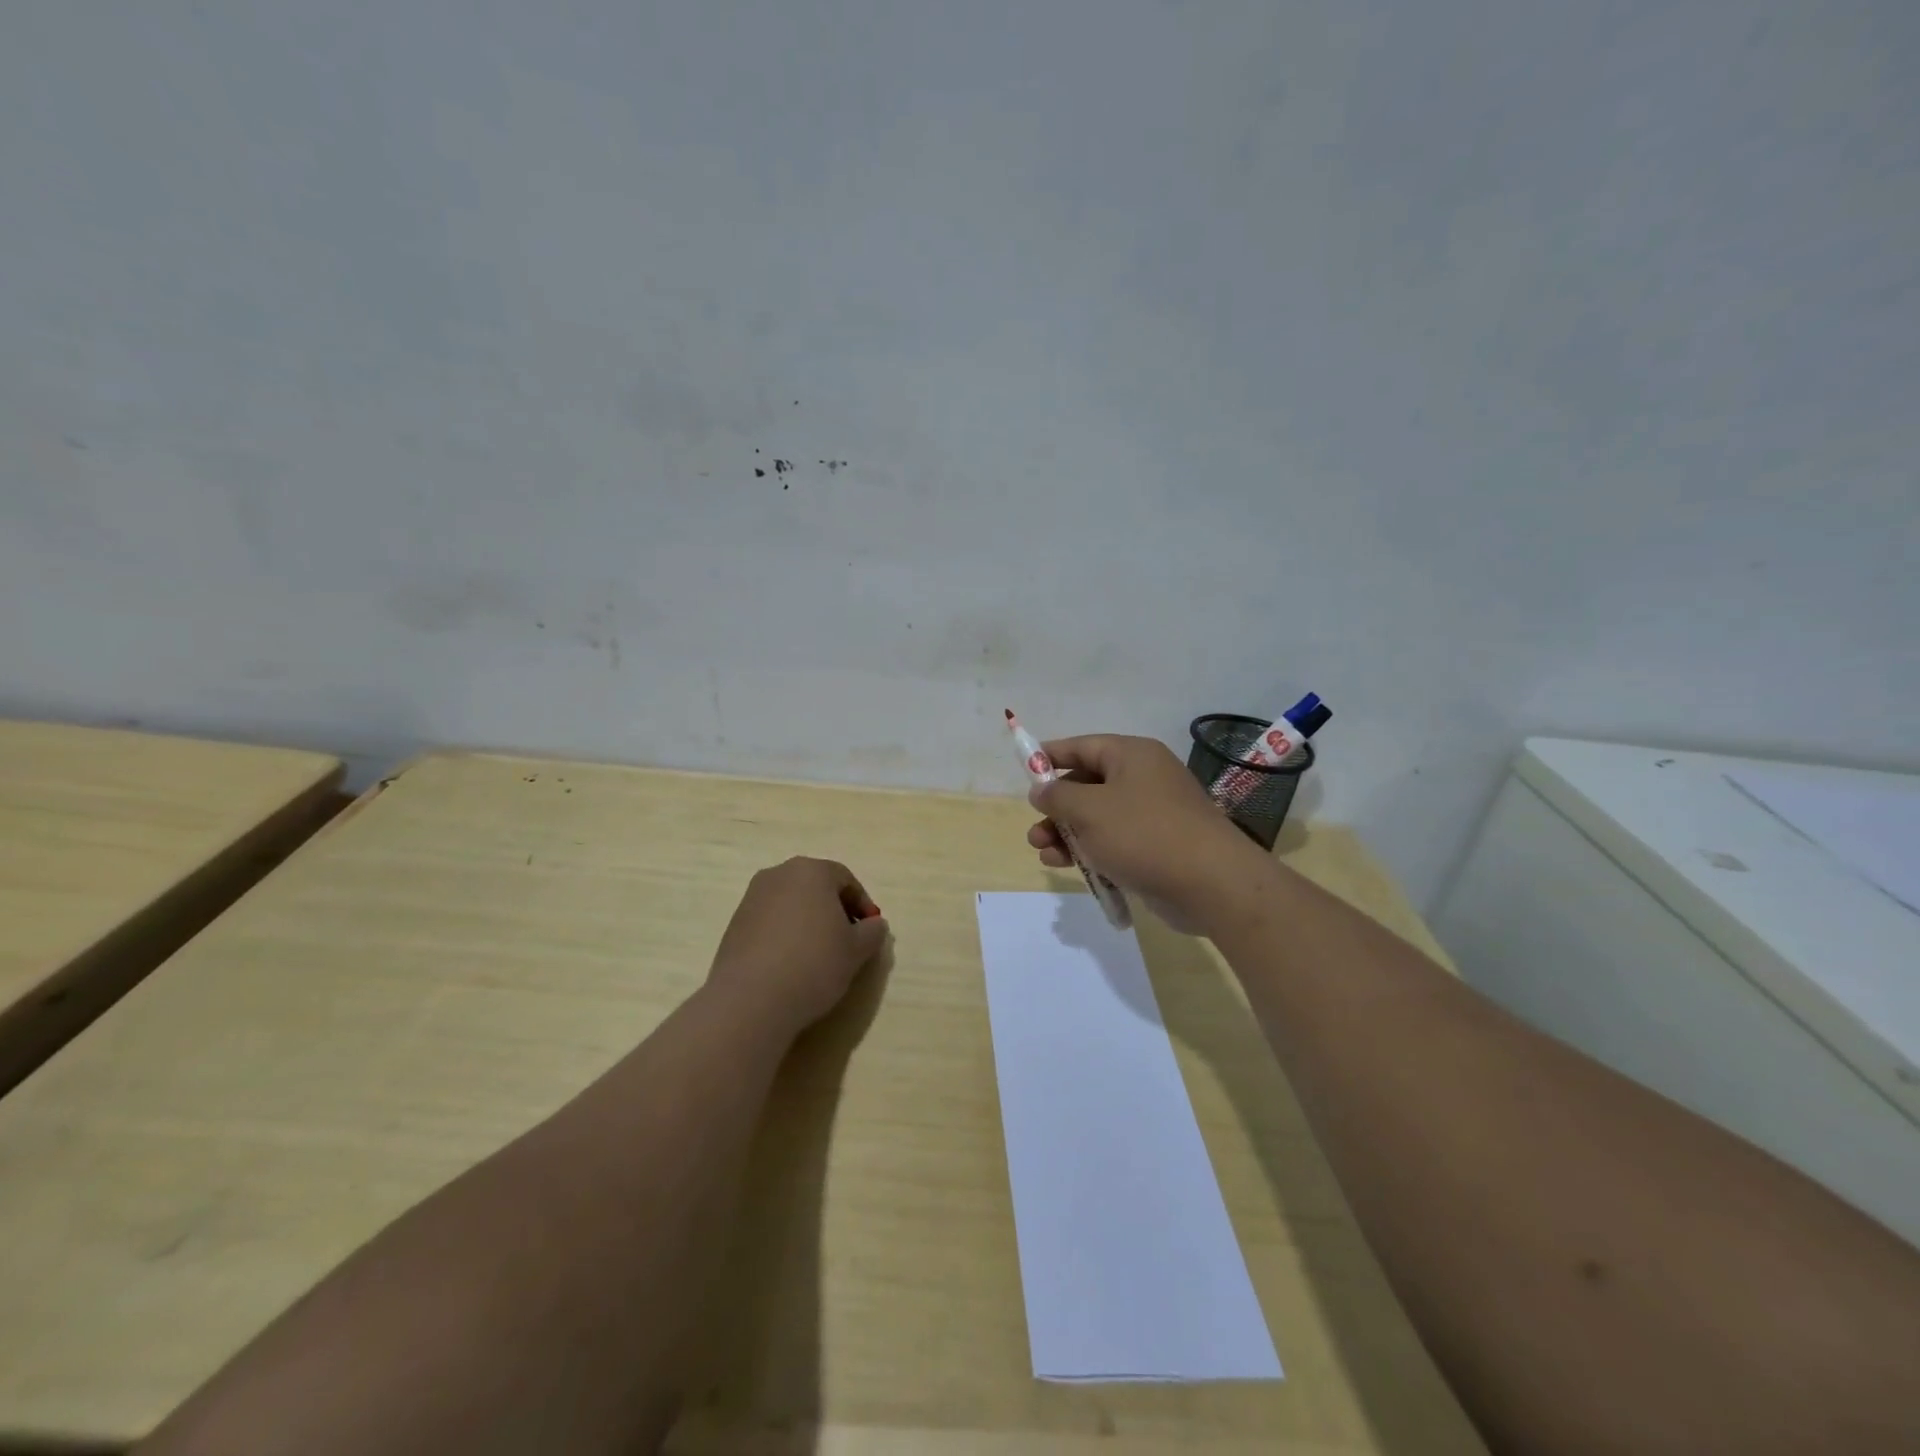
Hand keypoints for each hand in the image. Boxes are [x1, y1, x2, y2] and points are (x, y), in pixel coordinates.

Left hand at [706, 857, 888, 1036]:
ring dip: (809, 922)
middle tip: (847, 940)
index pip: (845, 879)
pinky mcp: (734, 924)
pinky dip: (785, 935)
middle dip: (835, 910)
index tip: (870, 931)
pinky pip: (770, 922)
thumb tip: (874, 925)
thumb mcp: (856, 950)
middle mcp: (778, 874)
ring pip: (792, 904)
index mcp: (811, 871)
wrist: (751, 999)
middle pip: (816, 887)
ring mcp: (752, 898)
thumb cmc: (814, 964)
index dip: (862, 904)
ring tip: (818, 955)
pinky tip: (791, 964)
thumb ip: (872, 932)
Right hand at [1026, 735, 1267, 932]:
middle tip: (1034, 826)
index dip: (1050, 757)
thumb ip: (1057, 796)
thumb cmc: (1144, 834)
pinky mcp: (1157, 846)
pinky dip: (1090, 849)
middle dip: (1056, 806)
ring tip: (1043, 852)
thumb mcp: (1089, 810)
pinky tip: (1067, 866)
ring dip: (1067, 833)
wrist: (1210, 883)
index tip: (1024, 770)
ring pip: (1098, 816)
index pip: (1083, 746)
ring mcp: (1152, 813)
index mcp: (1131, 755)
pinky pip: (1114, 840)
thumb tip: (1041, 789)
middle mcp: (1143, 778)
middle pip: (1088, 784)